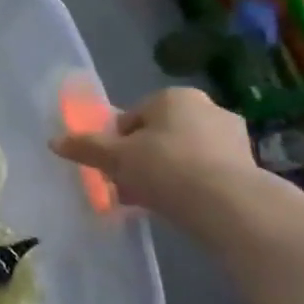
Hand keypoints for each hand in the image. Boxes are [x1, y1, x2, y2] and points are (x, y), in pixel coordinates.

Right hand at [49, 87, 255, 219]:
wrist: (229, 205)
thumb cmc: (165, 167)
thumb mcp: (115, 157)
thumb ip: (85, 147)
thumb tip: (54, 141)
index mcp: (173, 97)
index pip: (132, 117)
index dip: (117, 142)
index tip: (113, 166)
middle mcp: (207, 108)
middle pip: (158, 135)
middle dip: (142, 158)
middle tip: (128, 184)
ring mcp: (233, 138)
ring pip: (182, 154)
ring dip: (165, 173)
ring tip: (151, 200)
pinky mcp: (249, 166)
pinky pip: (206, 172)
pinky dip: (190, 185)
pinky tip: (179, 206)